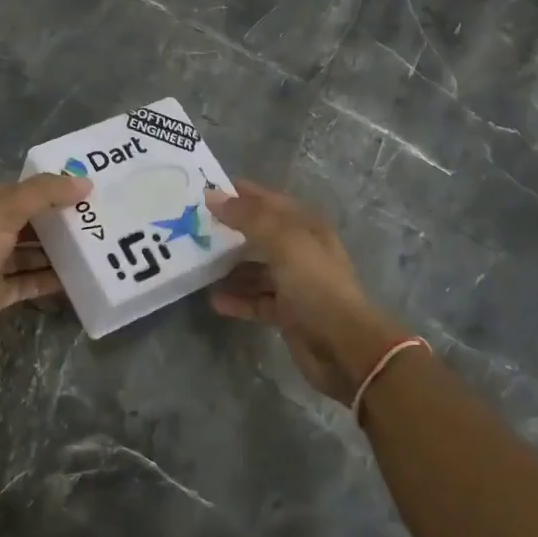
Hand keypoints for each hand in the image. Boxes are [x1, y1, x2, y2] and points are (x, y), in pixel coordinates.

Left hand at [0, 173, 90, 365]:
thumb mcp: (4, 211)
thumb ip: (44, 194)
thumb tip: (85, 183)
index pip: (23, 192)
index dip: (52, 189)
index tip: (87, 191)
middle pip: (29, 223)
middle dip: (59, 221)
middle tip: (98, 220)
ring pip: (31, 254)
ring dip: (57, 252)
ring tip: (95, 248)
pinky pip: (30, 283)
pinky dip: (50, 281)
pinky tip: (78, 279)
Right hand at [205, 181, 408, 404]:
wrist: (343, 346)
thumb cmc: (315, 284)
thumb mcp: (283, 242)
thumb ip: (248, 217)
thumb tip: (212, 196)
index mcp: (307, 228)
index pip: (270, 202)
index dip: (242, 194)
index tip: (207, 190)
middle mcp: (302, 252)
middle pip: (261, 235)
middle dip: (231, 231)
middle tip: (194, 229)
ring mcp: (295, 284)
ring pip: (256, 270)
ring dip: (231, 268)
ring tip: (199, 266)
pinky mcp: (287, 313)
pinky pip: (257, 300)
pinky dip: (238, 300)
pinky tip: (215, 300)